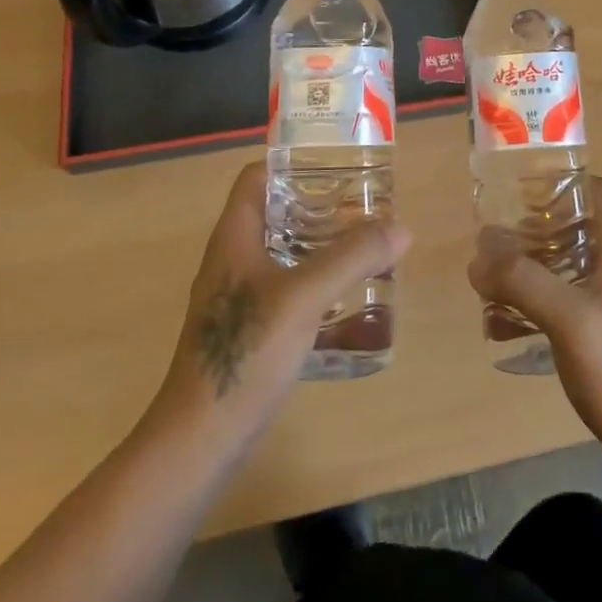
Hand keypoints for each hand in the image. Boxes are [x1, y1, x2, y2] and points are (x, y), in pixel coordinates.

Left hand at [157, 163, 410, 447]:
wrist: (200, 439)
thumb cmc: (245, 352)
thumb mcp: (304, 297)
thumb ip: (352, 258)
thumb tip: (400, 228)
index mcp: (235, 237)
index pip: (257, 177)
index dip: (292, 162)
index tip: (337, 164)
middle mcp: (234, 259)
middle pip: (277, 213)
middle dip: (320, 205)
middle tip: (365, 205)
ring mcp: (240, 297)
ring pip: (285, 253)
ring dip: (322, 245)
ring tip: (366, 245)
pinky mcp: (252, 330)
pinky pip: (289, 289)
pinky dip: (318, 283)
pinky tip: (350, 297)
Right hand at [467, 176, 601, 462]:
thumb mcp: (567, 318)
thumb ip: (521, 280)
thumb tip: (478, 254)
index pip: (598, 189)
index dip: (562, 184)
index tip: (521, 195)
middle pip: (575, 224)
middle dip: (532, 230)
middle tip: (496, 243)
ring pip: (566, 262)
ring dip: (528, 267)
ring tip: (491, 282)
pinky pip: (564, 297)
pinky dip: (535, 301)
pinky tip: (501, 326)